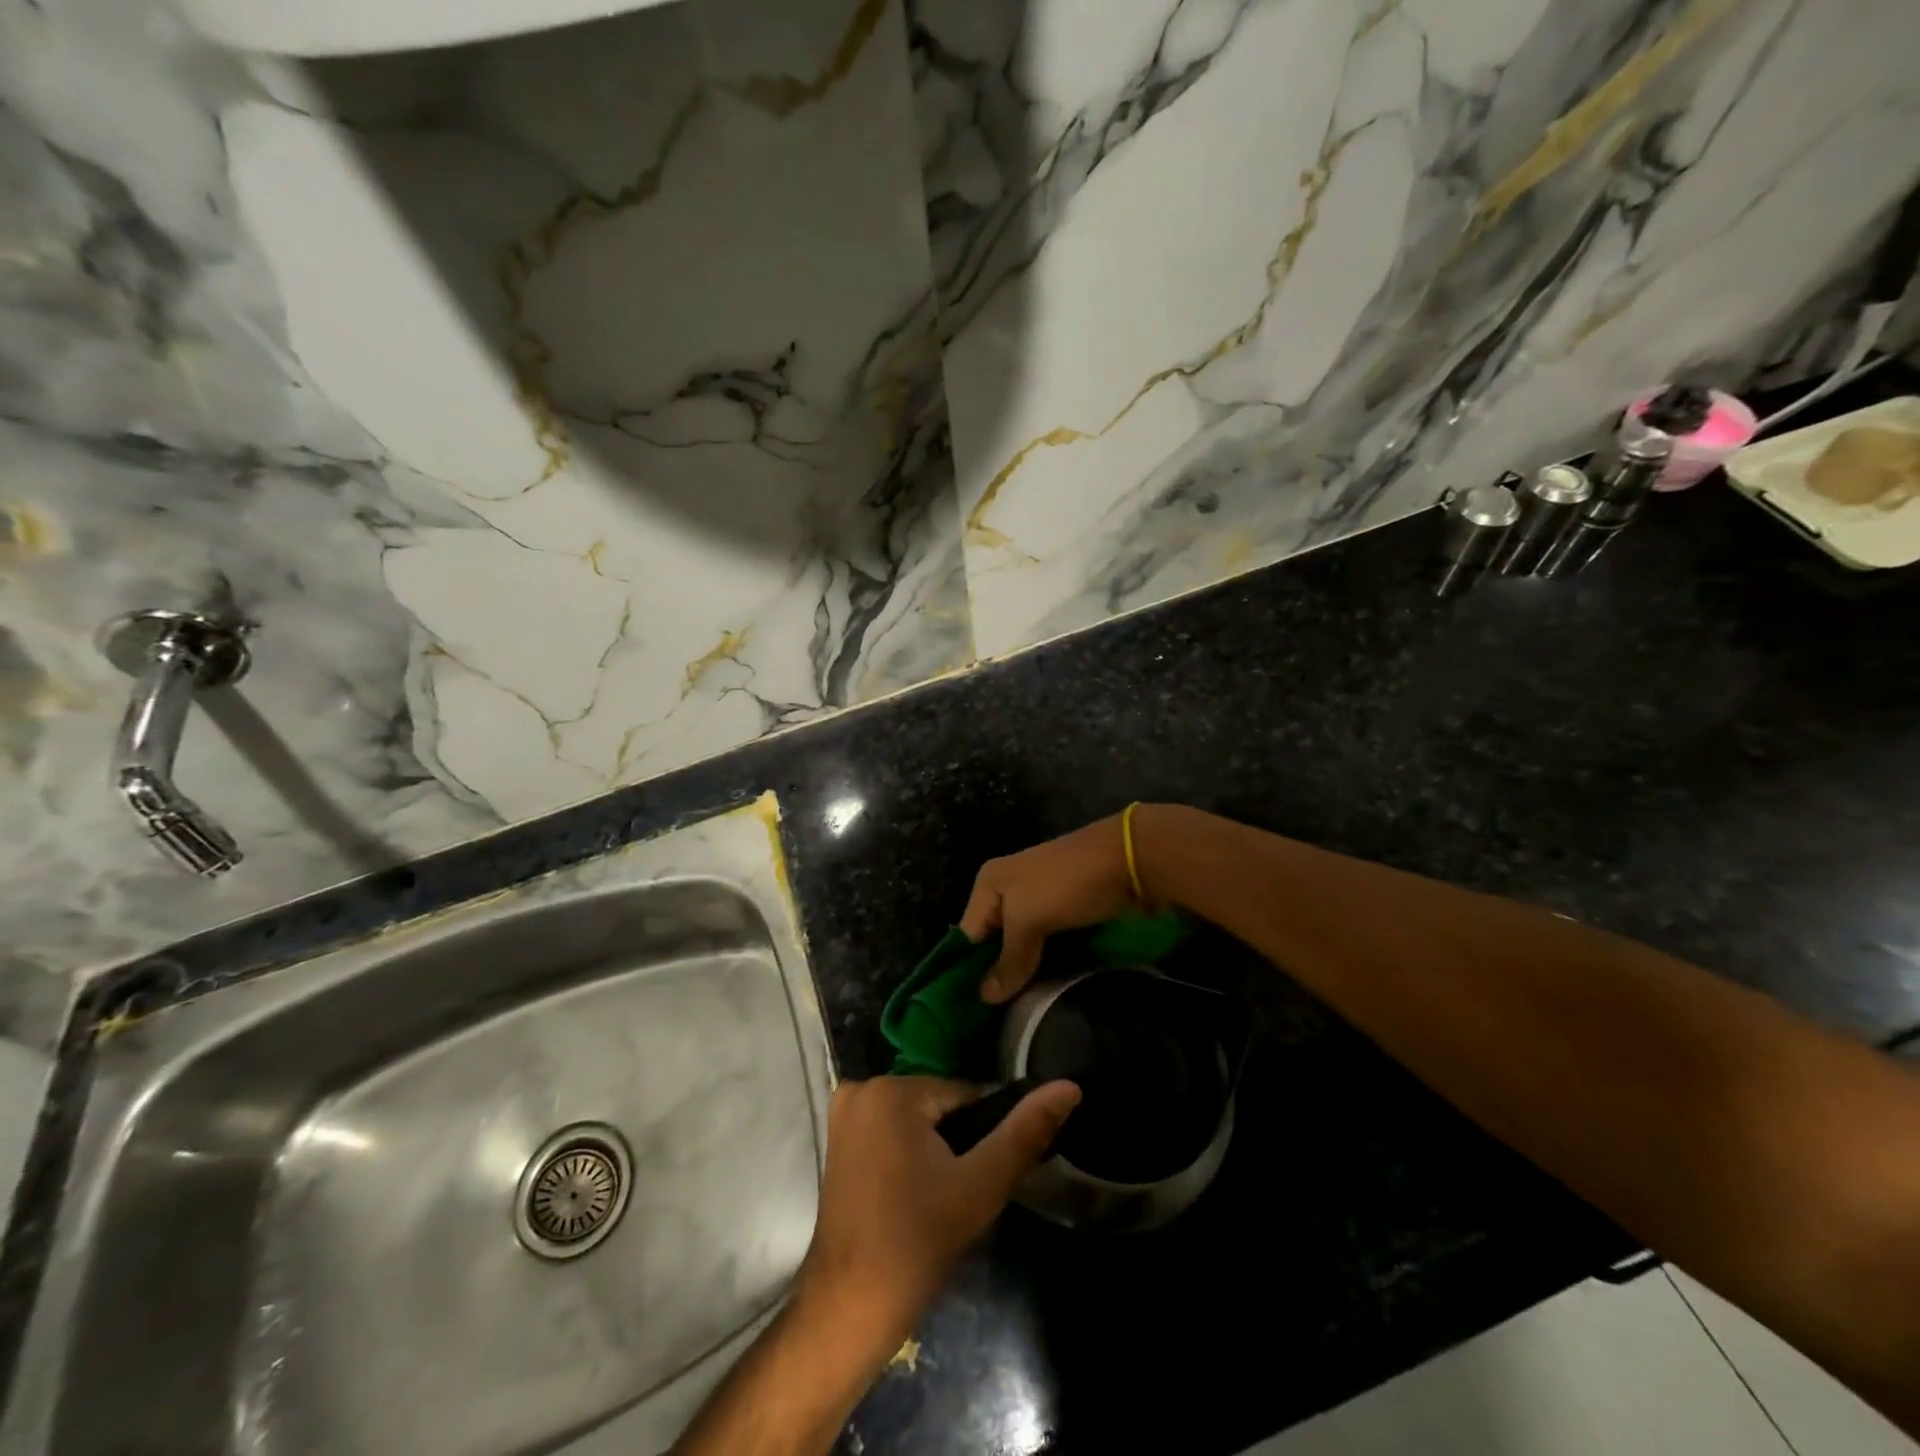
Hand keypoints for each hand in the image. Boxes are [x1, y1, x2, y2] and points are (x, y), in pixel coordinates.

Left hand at [798, 1077, 1079, 1355]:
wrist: (852, 1306)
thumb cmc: (918, 1242)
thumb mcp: (981, 1186)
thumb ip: (1025, 1132)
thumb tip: (1069, 1086)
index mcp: (893, 1089)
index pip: (964, 1096)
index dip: (981, 1137)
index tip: (977, 1178)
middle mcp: (862, 1086)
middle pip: (938, 1105)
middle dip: (956, 1142)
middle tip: (956, 1195)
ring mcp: (843, 1110)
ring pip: (916, 1117)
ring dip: (933, 1149)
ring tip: (934, 1198)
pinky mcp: (836, 1136)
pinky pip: (890, 1129)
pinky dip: (907, 1152)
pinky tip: (909, 1194)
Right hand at [959, 811, 1141, 1002]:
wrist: (1130, 859)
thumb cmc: (1068, 884)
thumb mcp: (1030, 919)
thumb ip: (1008, 959)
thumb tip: (984, 998)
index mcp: (989, 884)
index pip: (967, 936)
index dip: (969, 971)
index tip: (971, 1013)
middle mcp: (1008, 890)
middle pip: (993, 941)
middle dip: (997, 974)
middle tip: (997, 1017)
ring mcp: (1039, 900)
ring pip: (1021, 945)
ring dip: (1023, 972)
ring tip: (1019, 1010)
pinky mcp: (1065, 912)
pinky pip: (1046, 943)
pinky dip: (1045, 963)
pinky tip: (1045, 989)